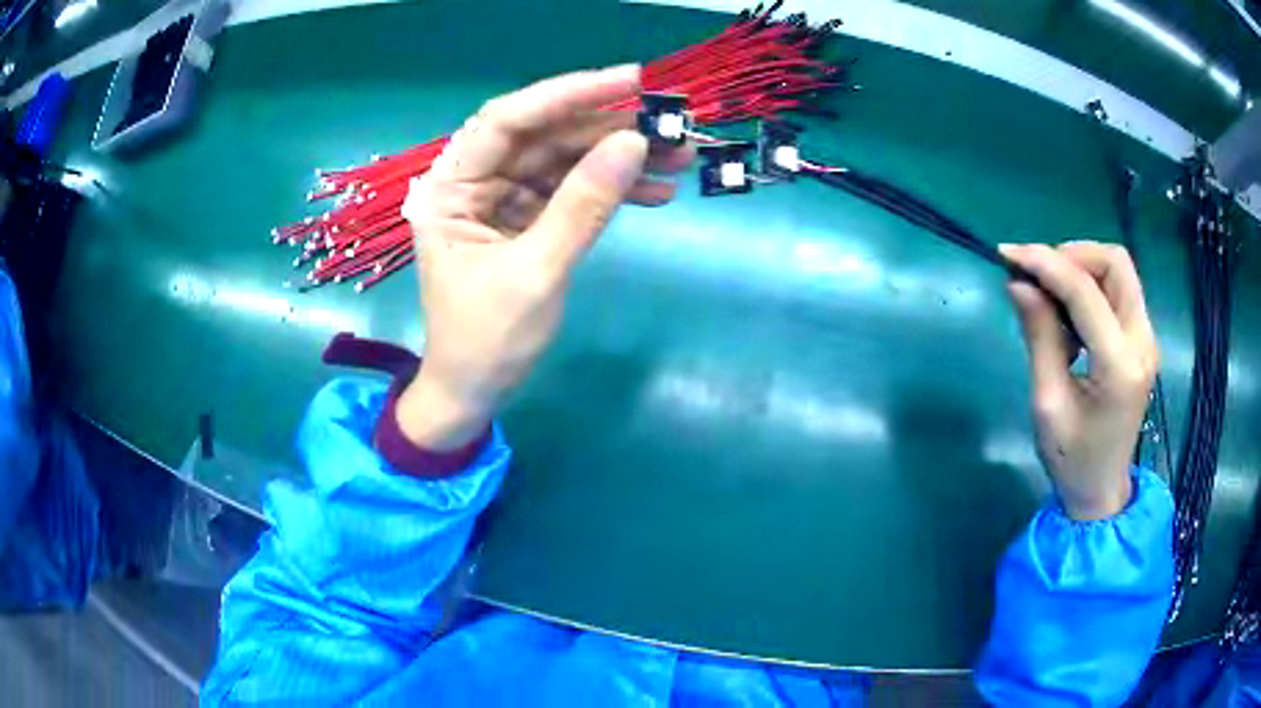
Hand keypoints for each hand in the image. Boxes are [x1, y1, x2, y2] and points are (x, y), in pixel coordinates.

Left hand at [396, 65, 693, 450]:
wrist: (474, 391)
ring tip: (680, 157)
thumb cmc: (486, 341)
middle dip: (608, 128)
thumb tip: (632, 144)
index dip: (569, 94)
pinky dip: (612, 191)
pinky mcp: (526, 218)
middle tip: (670, 124)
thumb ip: (582, 206)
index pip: (508, 120)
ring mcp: (502, 199)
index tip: (630, 81)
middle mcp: (474, 182)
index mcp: (451, 187)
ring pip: (565, 160)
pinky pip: (572, 191)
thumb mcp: (536, 273)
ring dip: (620, 158)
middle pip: (544, 136)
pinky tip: (657, 193)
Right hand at [1000, 242, 1160, 520]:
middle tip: (1039, 275)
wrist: (1102, 490)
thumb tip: (1019, 284)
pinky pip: (1119, 290)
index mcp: (1120, 367)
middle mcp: (1142, 343)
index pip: (1085, 292)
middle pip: (1115, 263)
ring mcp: (1147, 339)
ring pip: (1119, 270)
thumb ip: (1040, 338)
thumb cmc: (1072, 459)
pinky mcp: (1142, 340)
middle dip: (1073, 256)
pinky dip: (1091, 286)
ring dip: (1082, 268)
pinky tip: (1070, 315)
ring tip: (1052, 296)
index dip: (1046, 264)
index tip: (1009, 255)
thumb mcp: (1048, 404)